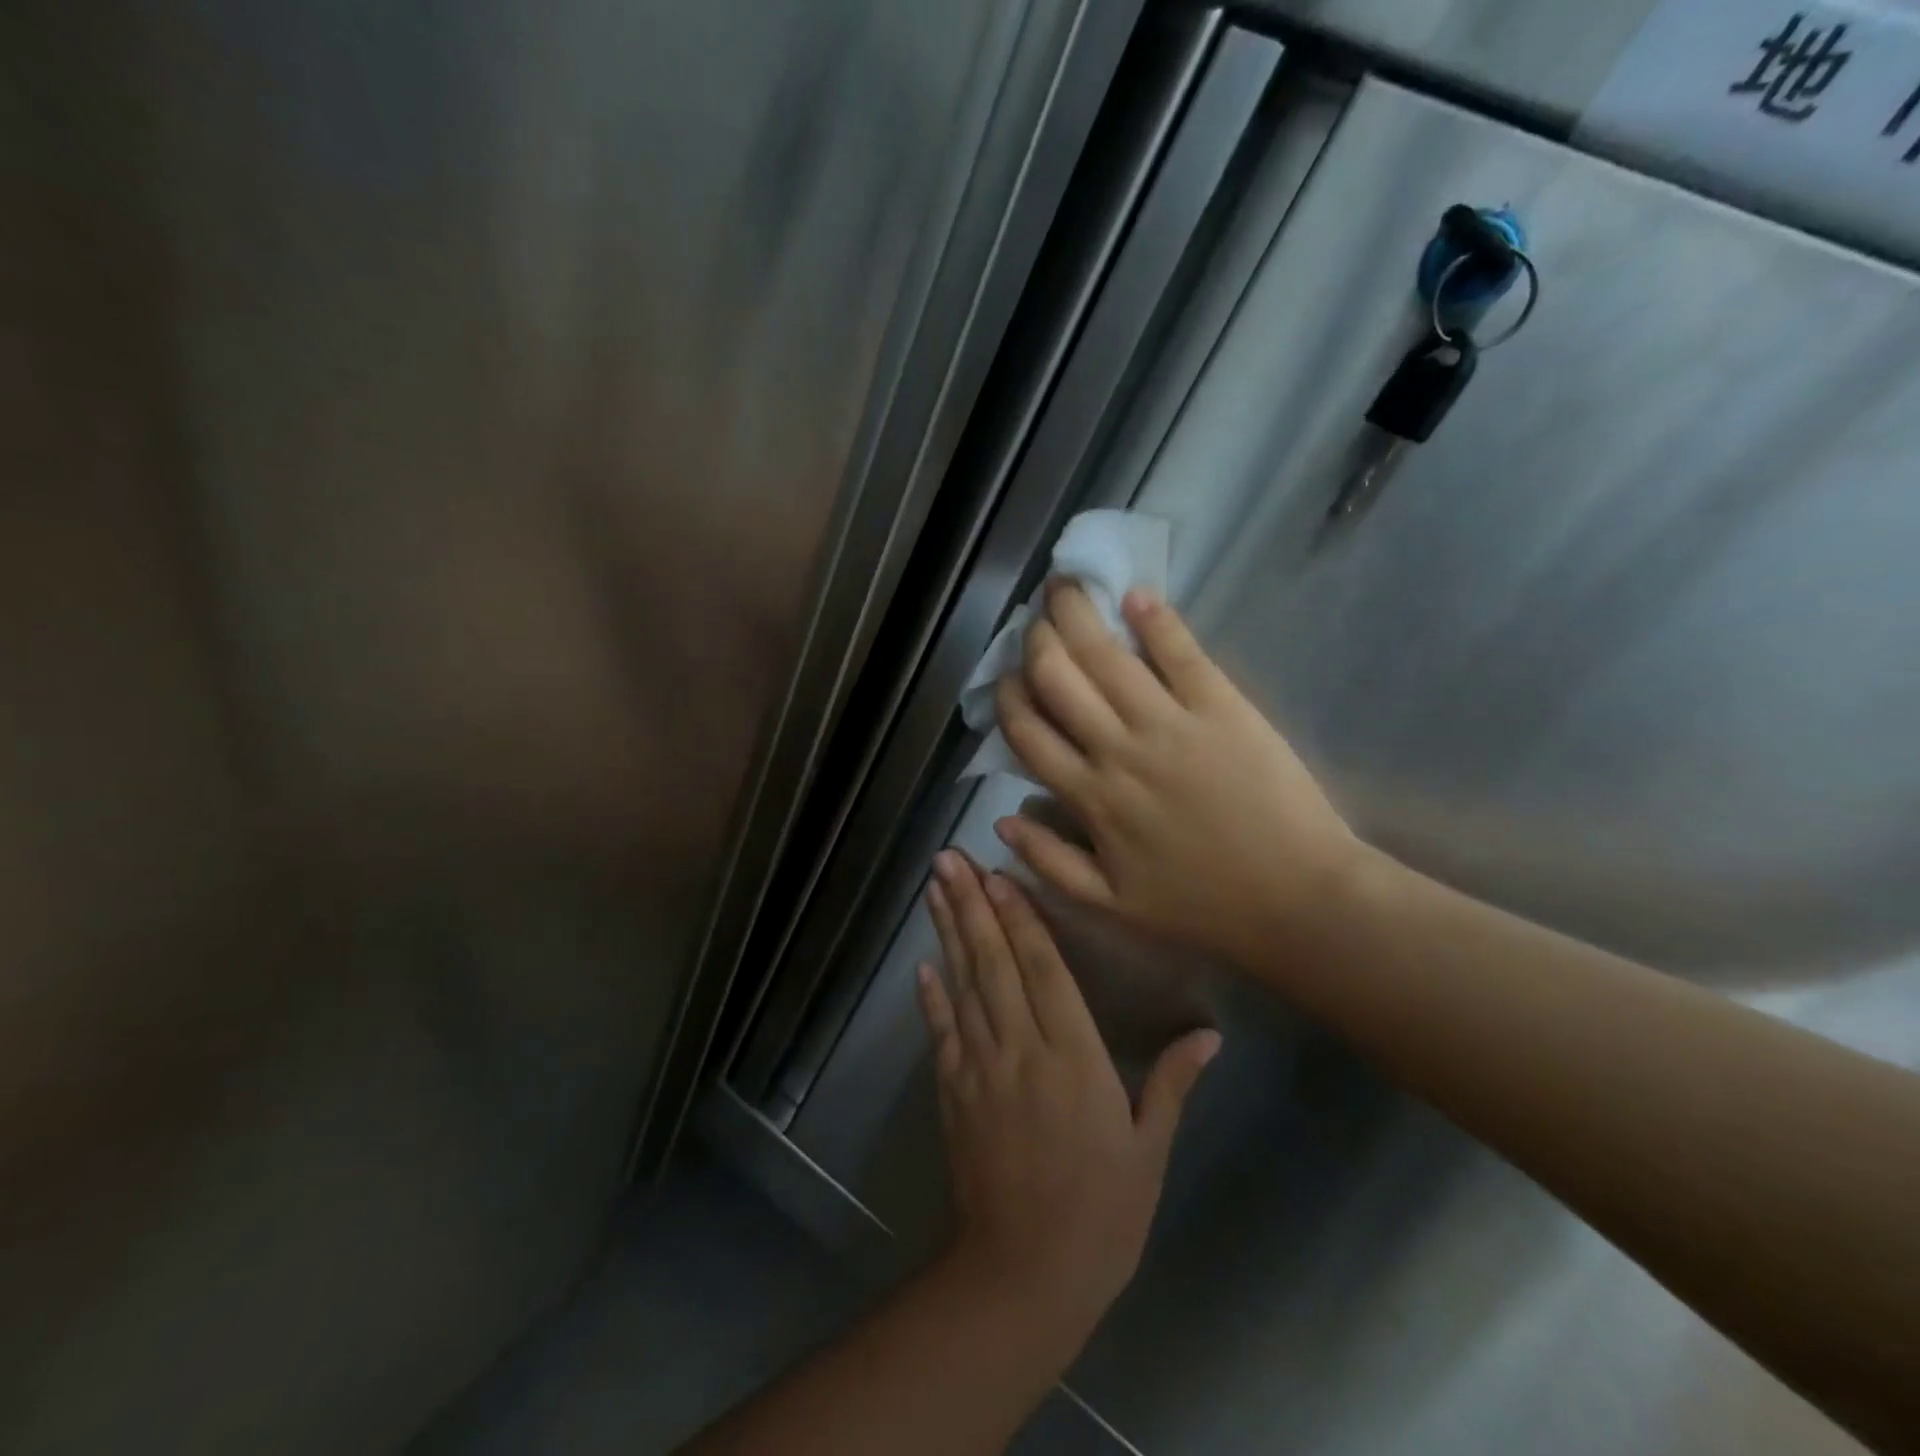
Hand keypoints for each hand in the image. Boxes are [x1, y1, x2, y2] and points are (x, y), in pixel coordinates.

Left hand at [917, 851, 1219, 1337]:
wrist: (1025, 1274)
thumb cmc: (1103, 1213)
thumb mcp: (1149, 1149)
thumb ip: (1173, 1082)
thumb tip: (1210, 1033)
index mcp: (1074, 1056)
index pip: (1043, 969)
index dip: (1020, 918)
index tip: (999, 875)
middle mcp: (1021, 1048)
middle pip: (994, 962)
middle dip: (972, 905)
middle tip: (949, 859)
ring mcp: (980, 1068)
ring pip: (963, 985)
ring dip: (947, 933)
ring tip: (934, 889)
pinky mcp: (954, 1091)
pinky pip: (941, 1032)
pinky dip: (930, 996)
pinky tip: (922, 965)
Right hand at [992, 583, 1363, 973]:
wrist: (1298, 900)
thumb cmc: (1203, 907)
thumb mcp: (1112, 905)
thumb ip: (1050, 862)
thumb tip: (1000, 816)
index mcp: (1090, 798)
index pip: (1028, 732)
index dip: (1008, 697)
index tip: (1007, 679)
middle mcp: (1119, 750)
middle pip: (1058, 679)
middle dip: (1035, 642)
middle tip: (1034, 623)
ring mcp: (1171, 724)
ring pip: (1107, 656)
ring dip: (1078, 615)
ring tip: (1064, 588)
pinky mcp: (1223, 707)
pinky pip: (1182, 654)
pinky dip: (1157, 621)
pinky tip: (1136, 596)